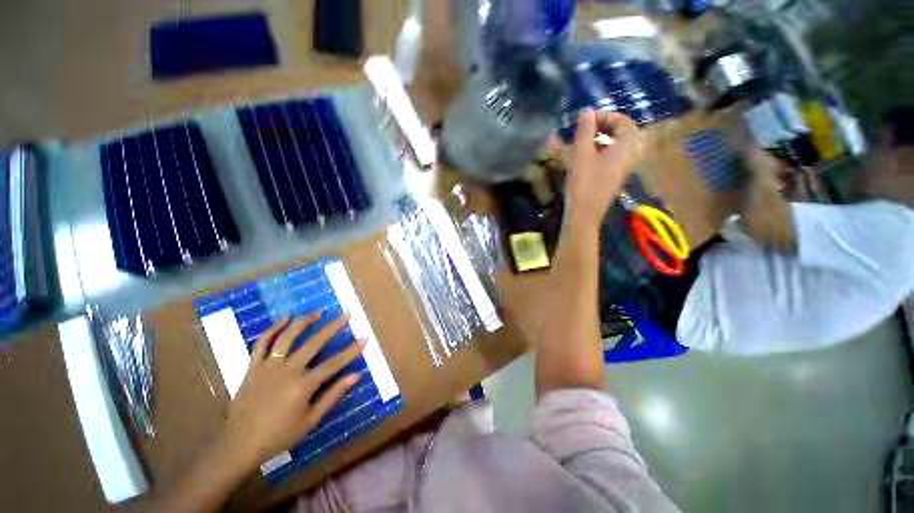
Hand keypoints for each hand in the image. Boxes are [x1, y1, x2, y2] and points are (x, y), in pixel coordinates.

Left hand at [216, 313, 365, 472]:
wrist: (238, 445)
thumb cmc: (278, 436)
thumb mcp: (310, 421)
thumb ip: (333, 395)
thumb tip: (356, 375)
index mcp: (303, 385)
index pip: (334, 363)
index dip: (352, 350)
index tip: (365, 337)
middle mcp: (287, 370)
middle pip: (314, 343)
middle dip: (333, 327)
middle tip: (347, 314)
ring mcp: (268, 366)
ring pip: (287, 337)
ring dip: (304, 322)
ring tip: (318, 313)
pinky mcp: (253, 366)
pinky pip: (262, 342)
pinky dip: (273, 328)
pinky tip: (285, 318)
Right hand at [566, 110, 644, 227]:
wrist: (584, 214)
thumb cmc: (584, 183)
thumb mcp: (582, 154)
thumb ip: (585, 130)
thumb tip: (586, 111)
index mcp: (627, 145)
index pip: (622, 120)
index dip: (603, 116)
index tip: (584, 120)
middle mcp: (631, 154)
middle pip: (622, 132)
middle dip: (603, 127)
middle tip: (584, 129)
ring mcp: (624, 167)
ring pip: (617, 144)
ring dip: (601, 138)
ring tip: (582, 142)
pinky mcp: (615, 176)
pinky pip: (613, 156)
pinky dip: (601, 150)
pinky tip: (585, 157)